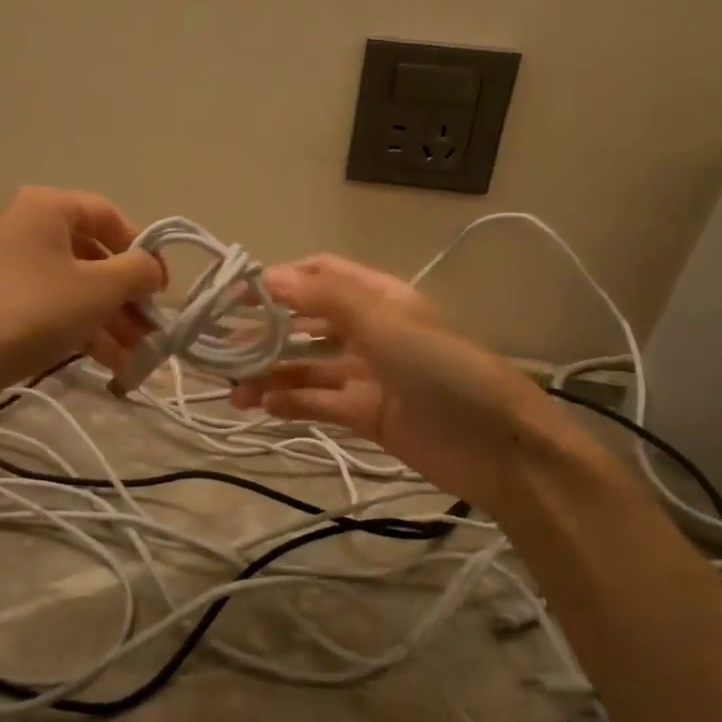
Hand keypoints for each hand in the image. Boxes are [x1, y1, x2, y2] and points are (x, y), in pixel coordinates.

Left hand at [0, 187, 163, 404]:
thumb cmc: (31, 312)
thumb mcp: (98, 290)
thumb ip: (137, 271)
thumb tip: (151, 268)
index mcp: (43, 207)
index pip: (107, 214)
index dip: (141, 249)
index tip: (161, 288)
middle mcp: (20, 226)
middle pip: (89, 255)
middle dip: (125, 295)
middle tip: (151, 330)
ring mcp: (1, 266)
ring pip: (69, 286)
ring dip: (107, 319)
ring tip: (135, 356)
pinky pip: (46, 305)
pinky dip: (77, 327)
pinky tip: (106, 363)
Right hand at [228, 254, 561, 507]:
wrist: (498, 446)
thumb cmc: (442, 368)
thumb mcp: (384, 321)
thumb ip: (324, 298)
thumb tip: (267, 276)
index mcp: (378, 297)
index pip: (320, 274)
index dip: (279, 280)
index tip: (234, 295)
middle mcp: (370, 330)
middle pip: (306, 322)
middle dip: (266, 332)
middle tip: (222, 348)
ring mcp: (367, 374)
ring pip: (307, 367)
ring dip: (270, 373)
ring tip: (232, 390)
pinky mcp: (366, 414)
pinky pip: (319, 402)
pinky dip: (290, 402)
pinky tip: (261, 406)